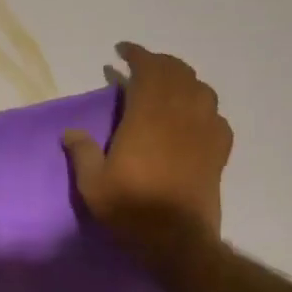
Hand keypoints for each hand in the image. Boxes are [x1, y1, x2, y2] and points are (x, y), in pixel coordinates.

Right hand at [62, 43, 232, 286]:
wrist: (178, 241)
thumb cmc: (131, 209)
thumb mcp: (92, 184)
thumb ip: (82, 152)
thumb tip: (71, 132)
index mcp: (148, 116)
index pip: (147, 70)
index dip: (136, 54)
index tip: (121, 50)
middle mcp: (180, 115)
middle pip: (177, 72)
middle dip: (159, 62)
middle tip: (140, 65)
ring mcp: (205, 131)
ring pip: (201, 89)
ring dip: (183, 80)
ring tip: (167, 86)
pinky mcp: (219, 151)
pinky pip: (216, 116)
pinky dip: (203, 107)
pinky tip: (193, 118)